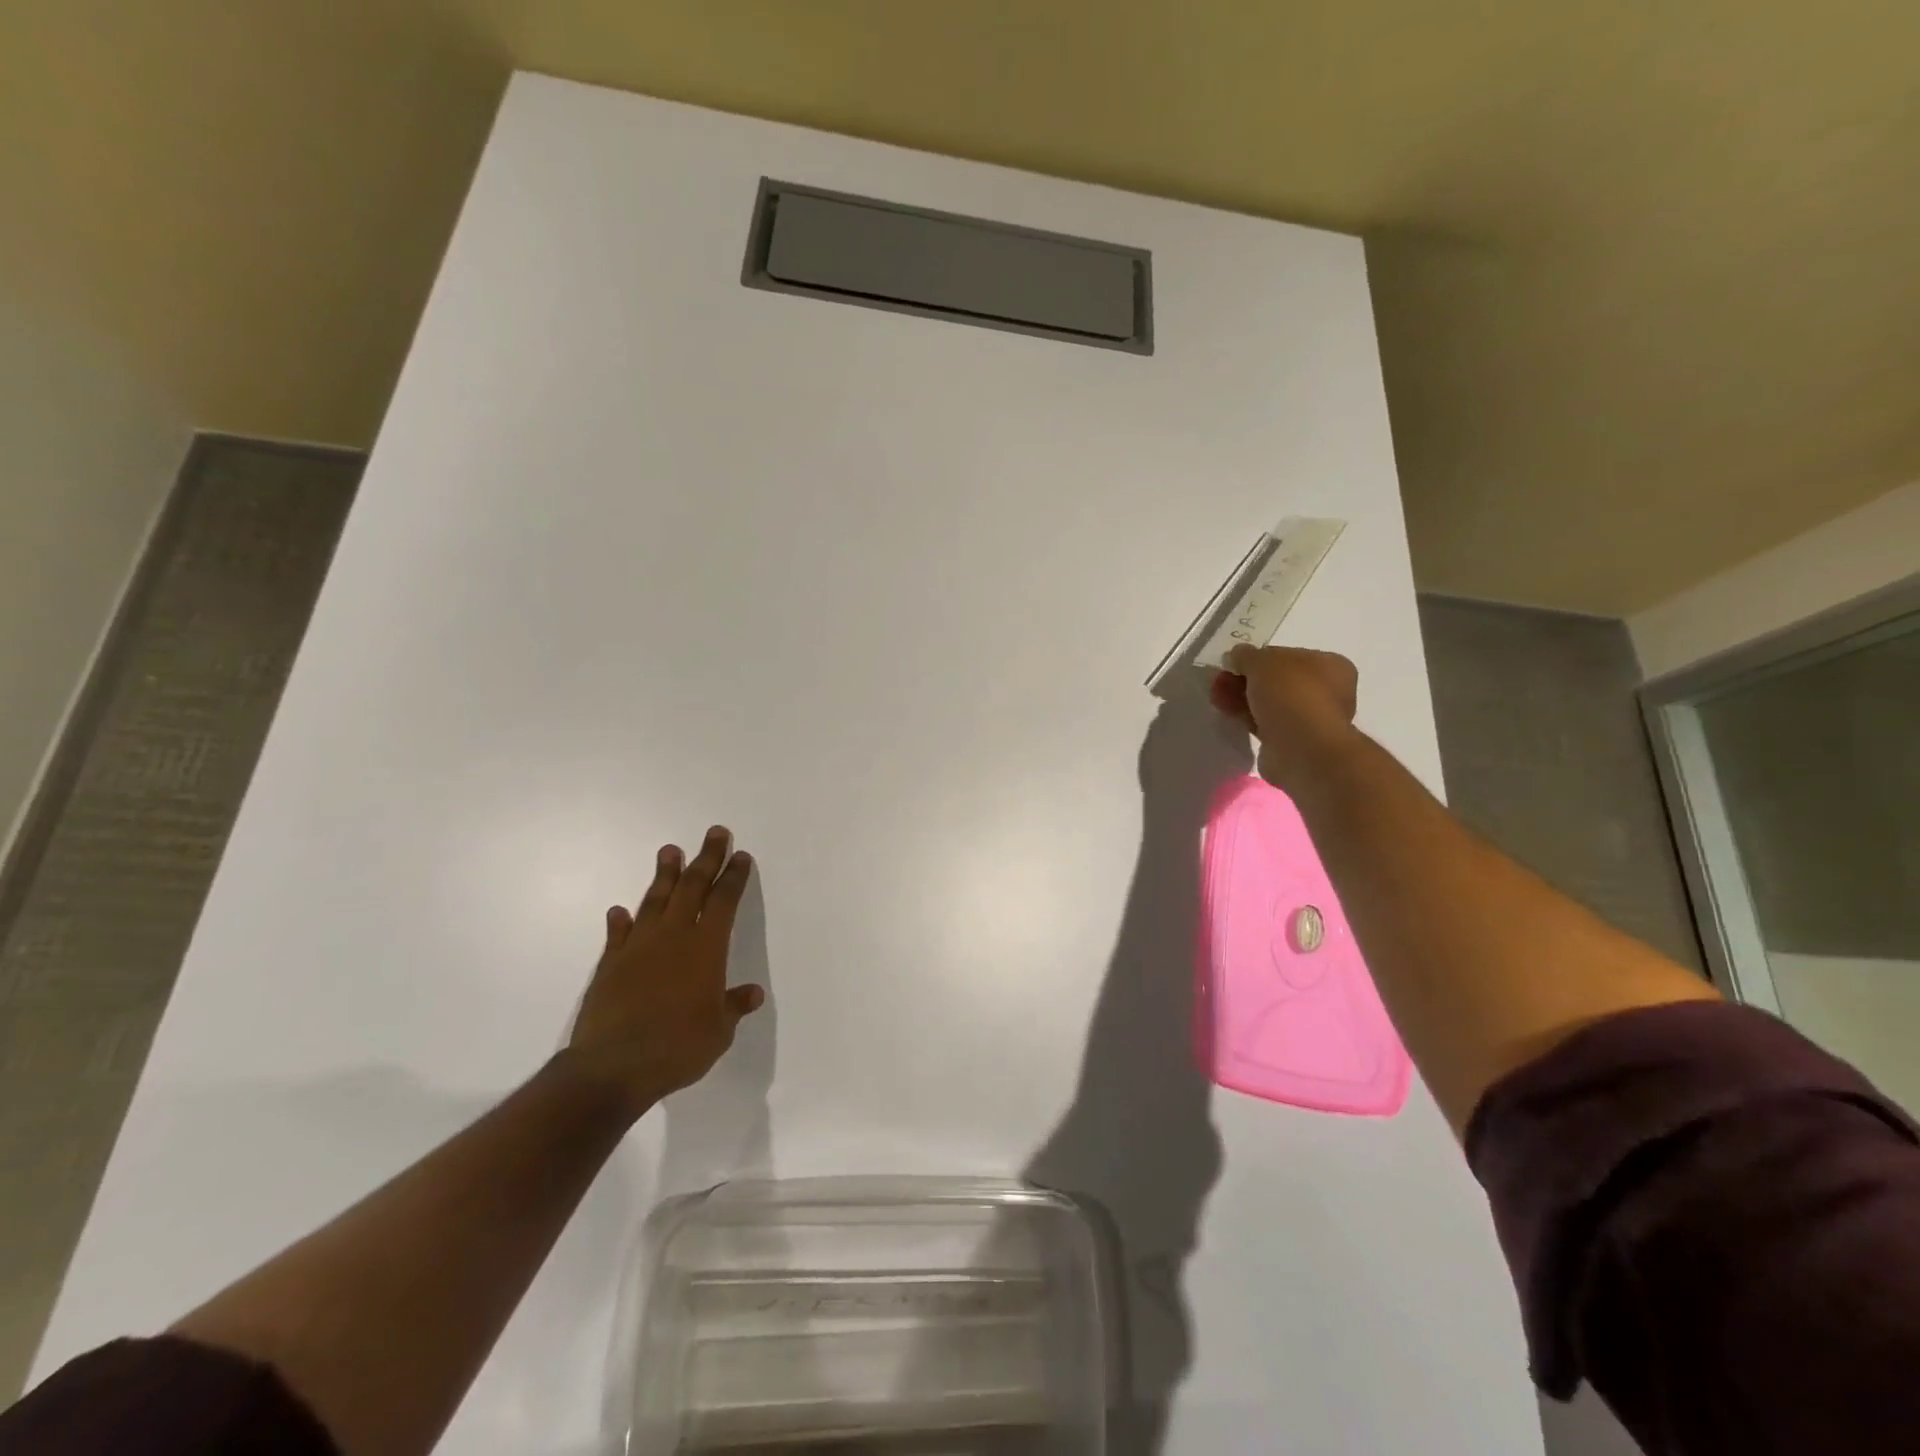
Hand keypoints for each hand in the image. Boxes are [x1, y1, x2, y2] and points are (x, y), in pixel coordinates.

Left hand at [562, 826, 765, 1119]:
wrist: (613, 1067)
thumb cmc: (678, 1048)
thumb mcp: (718, 1032)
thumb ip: (732, 1007)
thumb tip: (751, 994)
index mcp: (705, 948)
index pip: (723, 902)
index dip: (733, 877)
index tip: (740, 856)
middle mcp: (673, 938)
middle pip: (692, 888)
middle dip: (706, 859)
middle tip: (714, 832)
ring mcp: (638, 948)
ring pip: (655, 901)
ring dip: (665, 875)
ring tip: (669, 850)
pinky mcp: (610, 965)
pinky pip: (618, 935)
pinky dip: (621, 921)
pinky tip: (620, 910)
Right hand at [1209, 645, 1358, 790]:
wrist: (1301, 749)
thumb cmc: (1290, 694)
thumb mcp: (1262, 661)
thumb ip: (1246, 655)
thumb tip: (1235, 657)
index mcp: (1330, 666)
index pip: (1287, 656)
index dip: (1257, 658)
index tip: (1232, 664)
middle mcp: (1326, 691)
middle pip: (1275, 681)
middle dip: (1244, 680)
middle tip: (1218, 682)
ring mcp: (1310, 719)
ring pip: (1268, 703)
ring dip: (1242, 699)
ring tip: (1216, 699)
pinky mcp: (1293, 742)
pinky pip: (1265, 725)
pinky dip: (1247, 719)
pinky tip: (1229, 716)